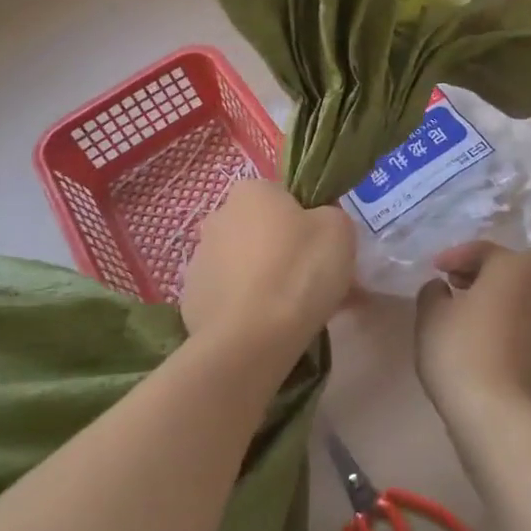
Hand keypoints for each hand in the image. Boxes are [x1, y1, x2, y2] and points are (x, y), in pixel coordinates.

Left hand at [182, 180, 354, 372]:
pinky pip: (229, 296)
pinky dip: (246, 307)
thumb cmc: (299, 272)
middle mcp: (218, 217)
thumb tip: (317, 223)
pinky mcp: (191, 299)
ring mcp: (199, 260)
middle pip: (262, 230)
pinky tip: (266, 328)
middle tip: (311, 282)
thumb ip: (330, 214)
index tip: (322, 249)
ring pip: (244, 264)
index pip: (284, 197)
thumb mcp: (339, 229)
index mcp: (251, 191)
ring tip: (291, 313)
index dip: (307, 222)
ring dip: (264, 279)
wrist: (252, 339)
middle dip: (283, 251)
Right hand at [413, 243, 530, 420]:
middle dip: (475, 274)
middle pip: (504, 271)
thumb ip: (433, 291)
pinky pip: (521, 323)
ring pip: (515, 297)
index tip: (433, 270)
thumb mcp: (431, 313)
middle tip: (448, 284)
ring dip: (490, 299)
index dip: (454, 256)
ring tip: (460, 313)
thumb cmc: (461, 350)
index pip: (482, 250)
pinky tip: (478, 339)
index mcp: (515, 267)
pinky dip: (501, 322)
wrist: (499, 414)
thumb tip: (443, 289)